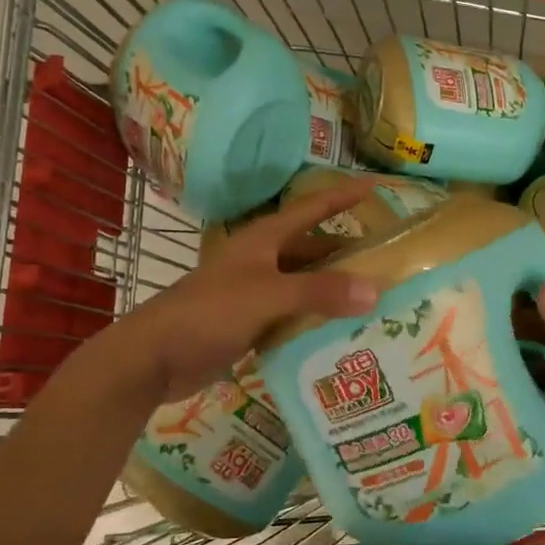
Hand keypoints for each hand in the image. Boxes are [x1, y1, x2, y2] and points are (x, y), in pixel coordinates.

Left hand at [122, 184, 380, 403]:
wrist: (155, 356)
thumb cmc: (209, 312)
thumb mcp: (268, 296)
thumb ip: (320, 291)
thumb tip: (374, 289)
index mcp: (264, 240)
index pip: (311, 209)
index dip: (341, 197)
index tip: (374, 188)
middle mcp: (262, 261)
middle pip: (312, 251)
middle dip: (347, 256)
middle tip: (390, 266)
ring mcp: (255, 293)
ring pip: (304, 286)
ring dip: (334, 292)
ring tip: (376, 303)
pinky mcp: (250, 323)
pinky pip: (292, 316)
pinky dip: (315, 321)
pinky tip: (341, 333)